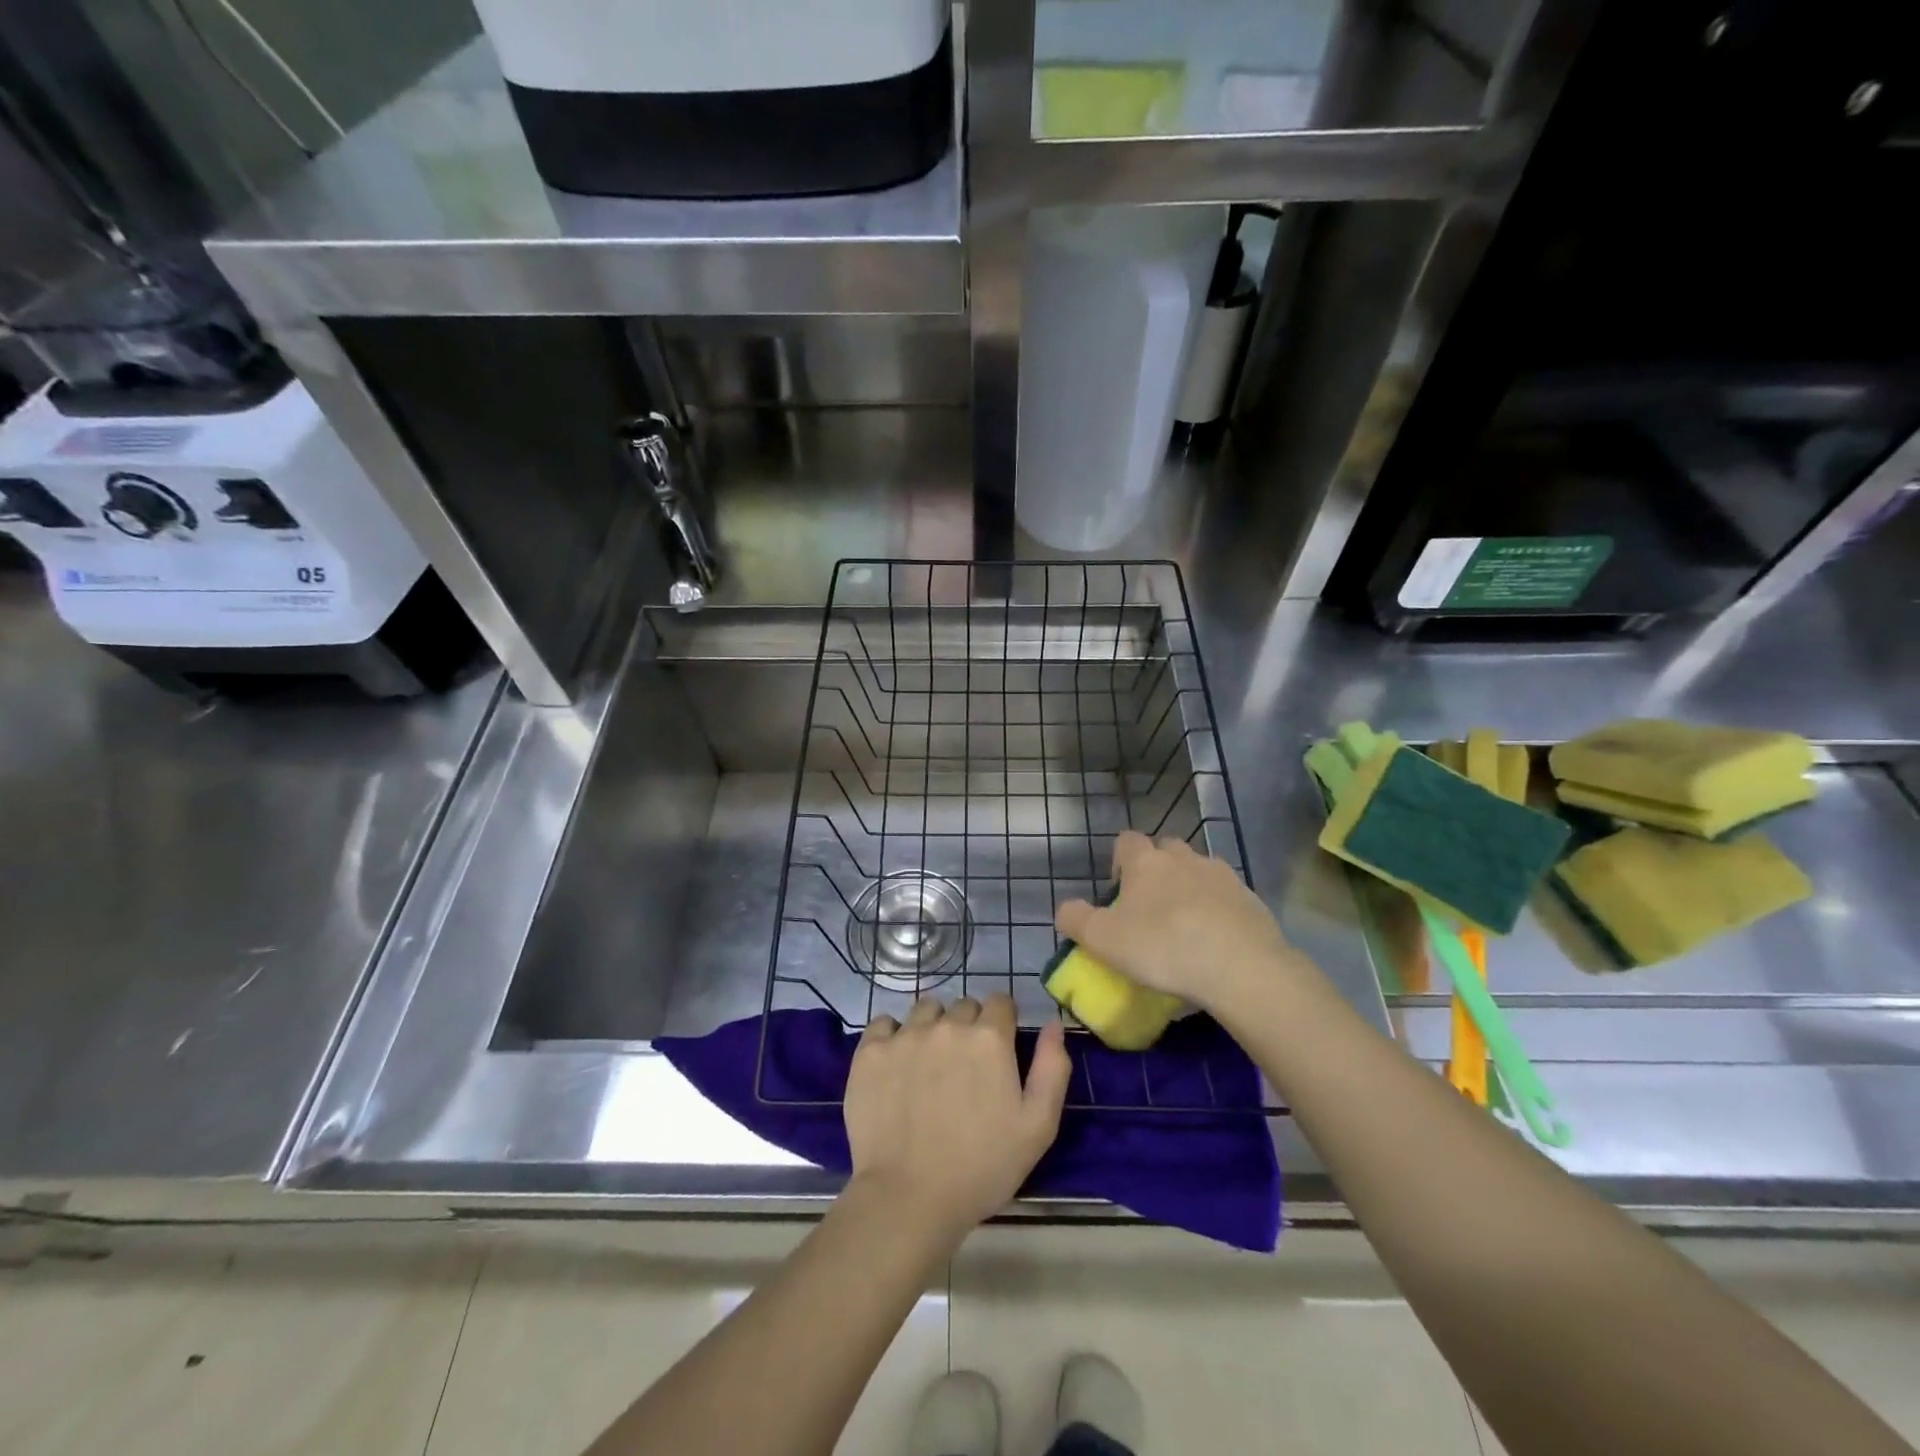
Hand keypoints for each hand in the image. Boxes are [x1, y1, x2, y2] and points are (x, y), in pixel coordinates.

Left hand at [844, 995, 1070, 1241]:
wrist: (908, 1199)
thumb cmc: (982, 1168)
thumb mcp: (1038, 1127)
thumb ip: (1052, 1068)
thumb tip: (1053, 1024)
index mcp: (989, 1038)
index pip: (1000, 1002)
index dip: (1002, 1023)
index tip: (998, 1052)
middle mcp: (947, 1025)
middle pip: (963, 1006)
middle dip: (969, 1027)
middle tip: (965, 1069)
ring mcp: (905, 1036)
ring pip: (925, 1010)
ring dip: (933, 1026)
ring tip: (930, 1065)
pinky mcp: (870, 1052)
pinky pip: (884, 1023)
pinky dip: (893, 1036)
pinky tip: (897, 1065)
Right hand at [1055, 830, 1305, 1010]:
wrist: (1240, 967)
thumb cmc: (1162, 947)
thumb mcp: (1103, 940)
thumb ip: (1076, 920)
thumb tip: (1064, 909)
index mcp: (1145, 861)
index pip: (1126, 840)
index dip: (1119, 861)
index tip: (1118, 890)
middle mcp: (1183, 857)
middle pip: (1165, 850)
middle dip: (1157, 870)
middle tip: (1150, 908)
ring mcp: (1221, 875)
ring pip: (1198, 871)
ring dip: (1189, 888)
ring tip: (1185, 926)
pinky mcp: (1250, 899)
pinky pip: (1226, 896)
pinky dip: (1217, 910)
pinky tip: (1215, 941)